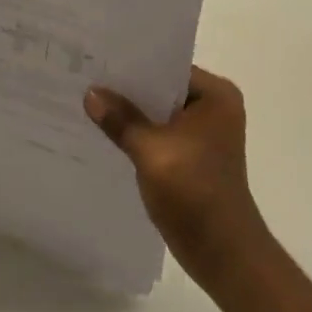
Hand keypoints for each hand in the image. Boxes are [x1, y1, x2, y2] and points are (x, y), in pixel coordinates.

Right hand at [84, 66, 268, 280]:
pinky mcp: (193, 157)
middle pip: (162, 88)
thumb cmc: (195, 193)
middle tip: (87, 75)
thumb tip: (90, 93)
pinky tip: (106, 131)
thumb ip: (120, 119)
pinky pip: (159, 133)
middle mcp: (214, 108)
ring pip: (158, 112)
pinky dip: (138, 133)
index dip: (133, 62)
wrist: (224, 256)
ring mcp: (204, 134)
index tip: (98, 56)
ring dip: (131, 112)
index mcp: (215, 95)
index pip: (167, 65)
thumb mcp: (151, 151)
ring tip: (89, 99)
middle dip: (128, 88)